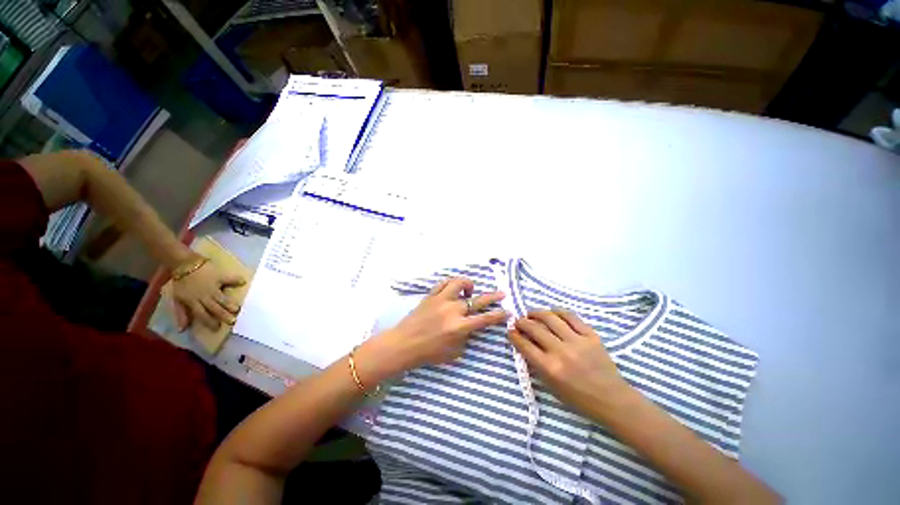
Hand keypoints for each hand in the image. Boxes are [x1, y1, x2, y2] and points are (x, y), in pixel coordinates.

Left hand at [172, 259, 245, 330]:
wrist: (184, 264)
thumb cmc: (182, 283)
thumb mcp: (177, 299)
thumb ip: (181, 313)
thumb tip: (182, 329)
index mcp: (193, 302)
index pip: (202, 314)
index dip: (209, 322)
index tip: (218, 328)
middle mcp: (204, 296)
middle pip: (214, 308)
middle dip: (223, 315)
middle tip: (233, 321)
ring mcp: (212, 286)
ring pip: (222, 297)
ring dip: (229, 303)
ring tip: (238, 308)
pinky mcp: (219, 276)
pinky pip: (229, 279)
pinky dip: (236, 280)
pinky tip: (243, 282)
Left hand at [355, 277, 508, 383]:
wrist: (404, 344)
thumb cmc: (428, 352)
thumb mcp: (453, 353)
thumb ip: (465, 339)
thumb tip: (470, 329)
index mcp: (460, 327)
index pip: (485, 319)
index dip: (499, 315)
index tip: (508, 311)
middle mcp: (453, 310)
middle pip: (477, 299)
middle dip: (493, 297)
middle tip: (502, 294)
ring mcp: (441, 300)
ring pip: (459, 283)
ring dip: (468, 285)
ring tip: (470, 290)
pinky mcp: (431, 295)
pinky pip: (444, 283)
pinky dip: (451, 283)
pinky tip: (453, 288)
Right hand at [509, 310, 630, 418]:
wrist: (612, 399)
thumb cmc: (578, 398)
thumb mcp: (551, 387)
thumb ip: (536, 364)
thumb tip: (524, 343)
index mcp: (550, 368)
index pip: (525, 345)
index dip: (514, 335)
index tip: (510, 331)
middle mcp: (561, 352)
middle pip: (535, 328)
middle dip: (522, 322)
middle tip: (518, 321)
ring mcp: (578, 341)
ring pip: (551, 318)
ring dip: (537, 313)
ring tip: (532, 314)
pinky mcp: (591, 335)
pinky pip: (571, 317)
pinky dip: (558, 312)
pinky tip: (552, 312)